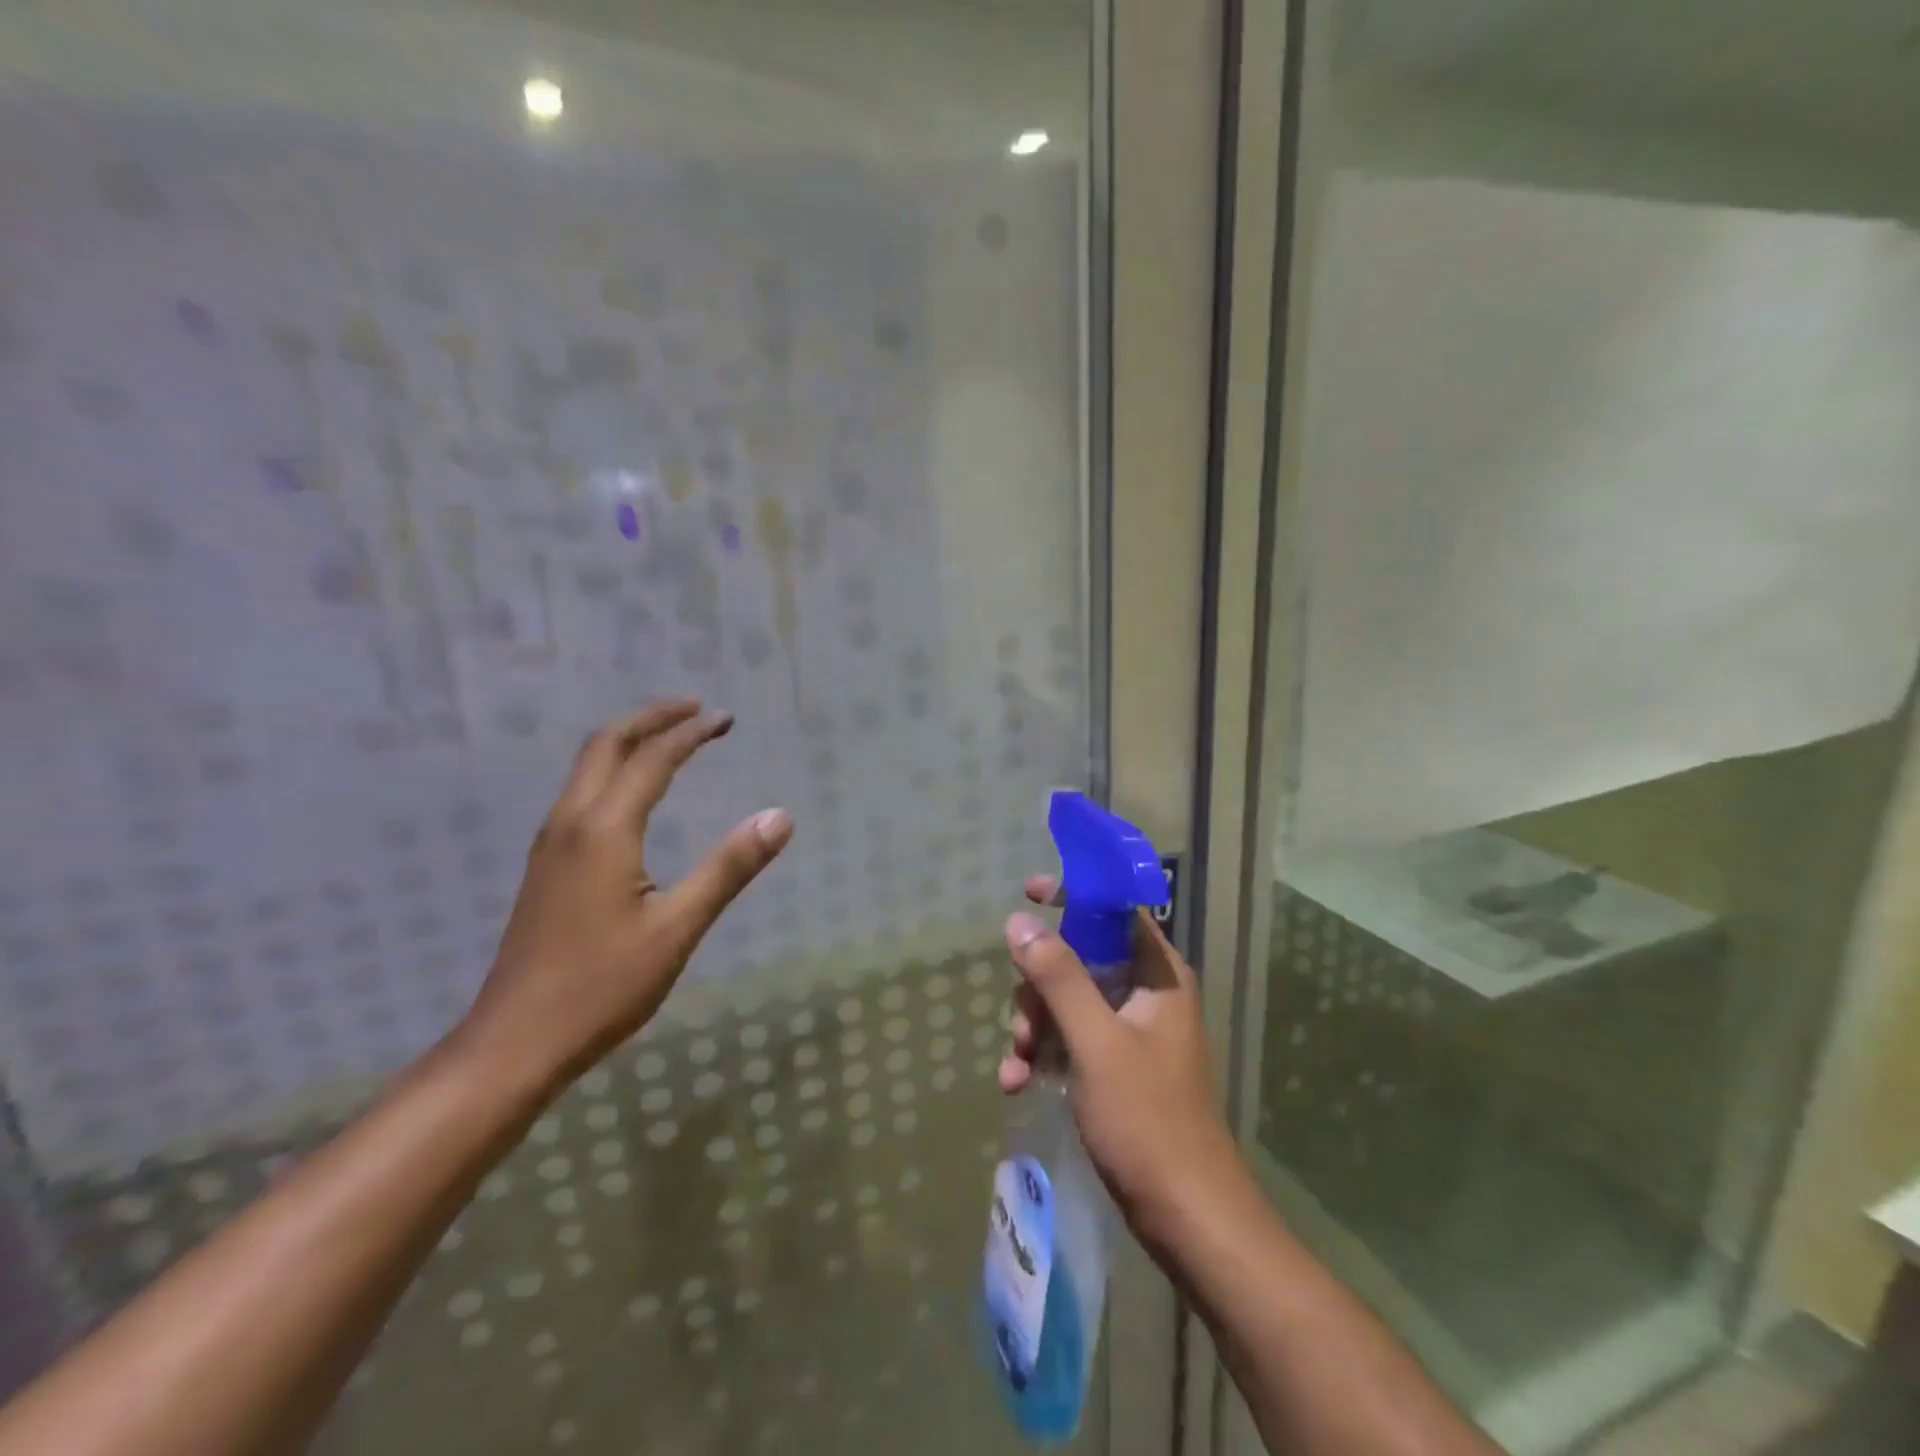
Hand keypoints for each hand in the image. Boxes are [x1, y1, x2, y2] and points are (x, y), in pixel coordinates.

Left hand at [459, 699, 793, 1093]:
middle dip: (651, 719)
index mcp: (604, 829)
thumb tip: (780, 816)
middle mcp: (570, 822)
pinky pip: (580, 793)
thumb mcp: (678, 928)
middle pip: (605, 744)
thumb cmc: (601, 986)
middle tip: (695, 711)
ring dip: (629, 741)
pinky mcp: (545, 867)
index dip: (691, 733)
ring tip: (670, 740)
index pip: (653, 759)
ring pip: (586, 767)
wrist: (513, 1042)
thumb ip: (729, 868)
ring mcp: (550, 844)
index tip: (726, 719)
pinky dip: (613, 770)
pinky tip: (633, 795)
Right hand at [999, 878, 1249, 1250]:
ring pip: (1068, 1000)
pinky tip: (1016, 1083)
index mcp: (1157, 975)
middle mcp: (1146, 994)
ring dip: (1034, 1026)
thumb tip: (1019, 921)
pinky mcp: (1117, 1067)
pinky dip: (1042, 1054)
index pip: (1115, 909)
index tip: (1029, 893)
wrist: (1187, 1218)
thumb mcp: (1096, 1042)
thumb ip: (1058, 978)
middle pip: (1080, 957)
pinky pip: (1070, 1039)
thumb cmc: (1148, 1121)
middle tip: (1021, 1024)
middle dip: (1039, 986)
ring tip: (1015, 1065)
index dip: (1074, 894)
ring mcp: (1131, 1032)